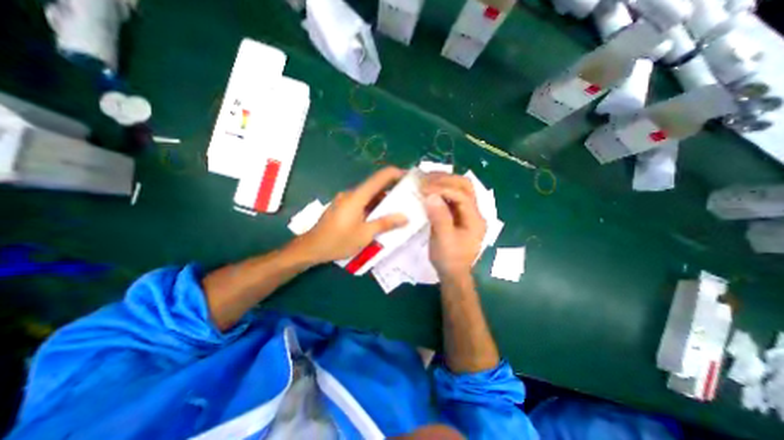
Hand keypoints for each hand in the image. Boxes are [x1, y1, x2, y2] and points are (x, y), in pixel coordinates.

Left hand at [295, 167, 410, 264]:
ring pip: (369, 196)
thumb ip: (385, 223)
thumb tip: (405, 217)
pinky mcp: (343, 207)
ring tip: (398, 209)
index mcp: (357, 197)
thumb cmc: (338, 241)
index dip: (395, 173)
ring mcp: (346, 200)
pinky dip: (373, 207)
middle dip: (392, 190)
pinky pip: (362, 203)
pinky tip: (380, 217)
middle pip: (375, 186)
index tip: (409, 177)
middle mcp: (351, 194)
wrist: (311, 248)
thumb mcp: (365, 234)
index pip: (379, 178)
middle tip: (408, 197)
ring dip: (383, 200)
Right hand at [422, 173, 484, 279]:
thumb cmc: (449, 259)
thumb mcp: (443, 240)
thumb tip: (431, 195)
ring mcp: (467, 212)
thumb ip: (439, 217)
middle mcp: (474, 212)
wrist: (453, 273)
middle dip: (445, 179)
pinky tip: (429, 189)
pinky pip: (451, 196)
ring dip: (443, 182)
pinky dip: (440, 190)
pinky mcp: (459, 215)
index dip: (443, 188)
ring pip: (459, 188)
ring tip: (426, 180)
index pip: (462, 195)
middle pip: (465, 186)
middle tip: (425, 179)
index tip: (424, 189)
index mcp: (475, 219)